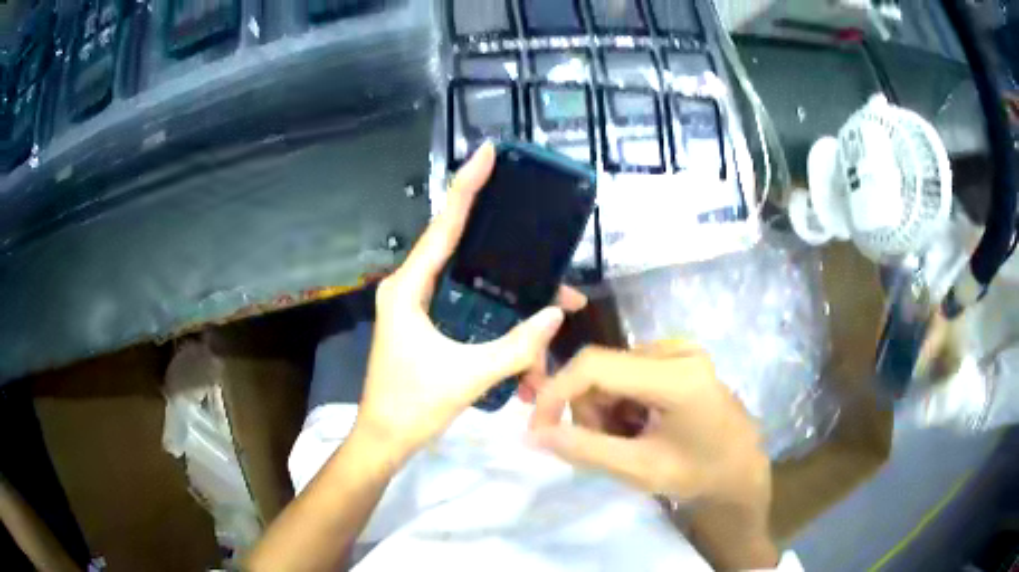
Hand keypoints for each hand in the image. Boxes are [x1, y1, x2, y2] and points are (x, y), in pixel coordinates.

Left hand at [355, 143, 586, 459]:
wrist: (385, 439)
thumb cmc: (413, 404)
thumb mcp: (468, 375)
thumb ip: (517, 346)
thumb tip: (558, 313)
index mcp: (409, 287)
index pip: (444, 225)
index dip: (467, 186)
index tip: (487, 153)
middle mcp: (413, 287)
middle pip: (468, 253)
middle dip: (515, 259)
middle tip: (554, 262)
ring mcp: (422, 307)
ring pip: (477, 288)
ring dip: (515, 302)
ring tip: (557, 312)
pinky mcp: (432, 326)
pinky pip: (473, 312)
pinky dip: (502, 324)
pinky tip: (530, 349)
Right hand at [528, 341, 776, 568]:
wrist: (740, 471)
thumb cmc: (698, 476)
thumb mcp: (638, 469)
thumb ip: (584, 449)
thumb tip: (532, 434)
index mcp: (676, 375)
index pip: (595, 366)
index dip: (556, 393)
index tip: (539, 429)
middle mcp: (678, 350)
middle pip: (602, 369)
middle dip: (590, 412)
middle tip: (605, 449)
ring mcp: (681, 350)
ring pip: (612, 372)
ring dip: (606, 410)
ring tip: (628, 442)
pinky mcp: (680, 357)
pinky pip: (628, 372)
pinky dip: (622, 403)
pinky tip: (641, 427)